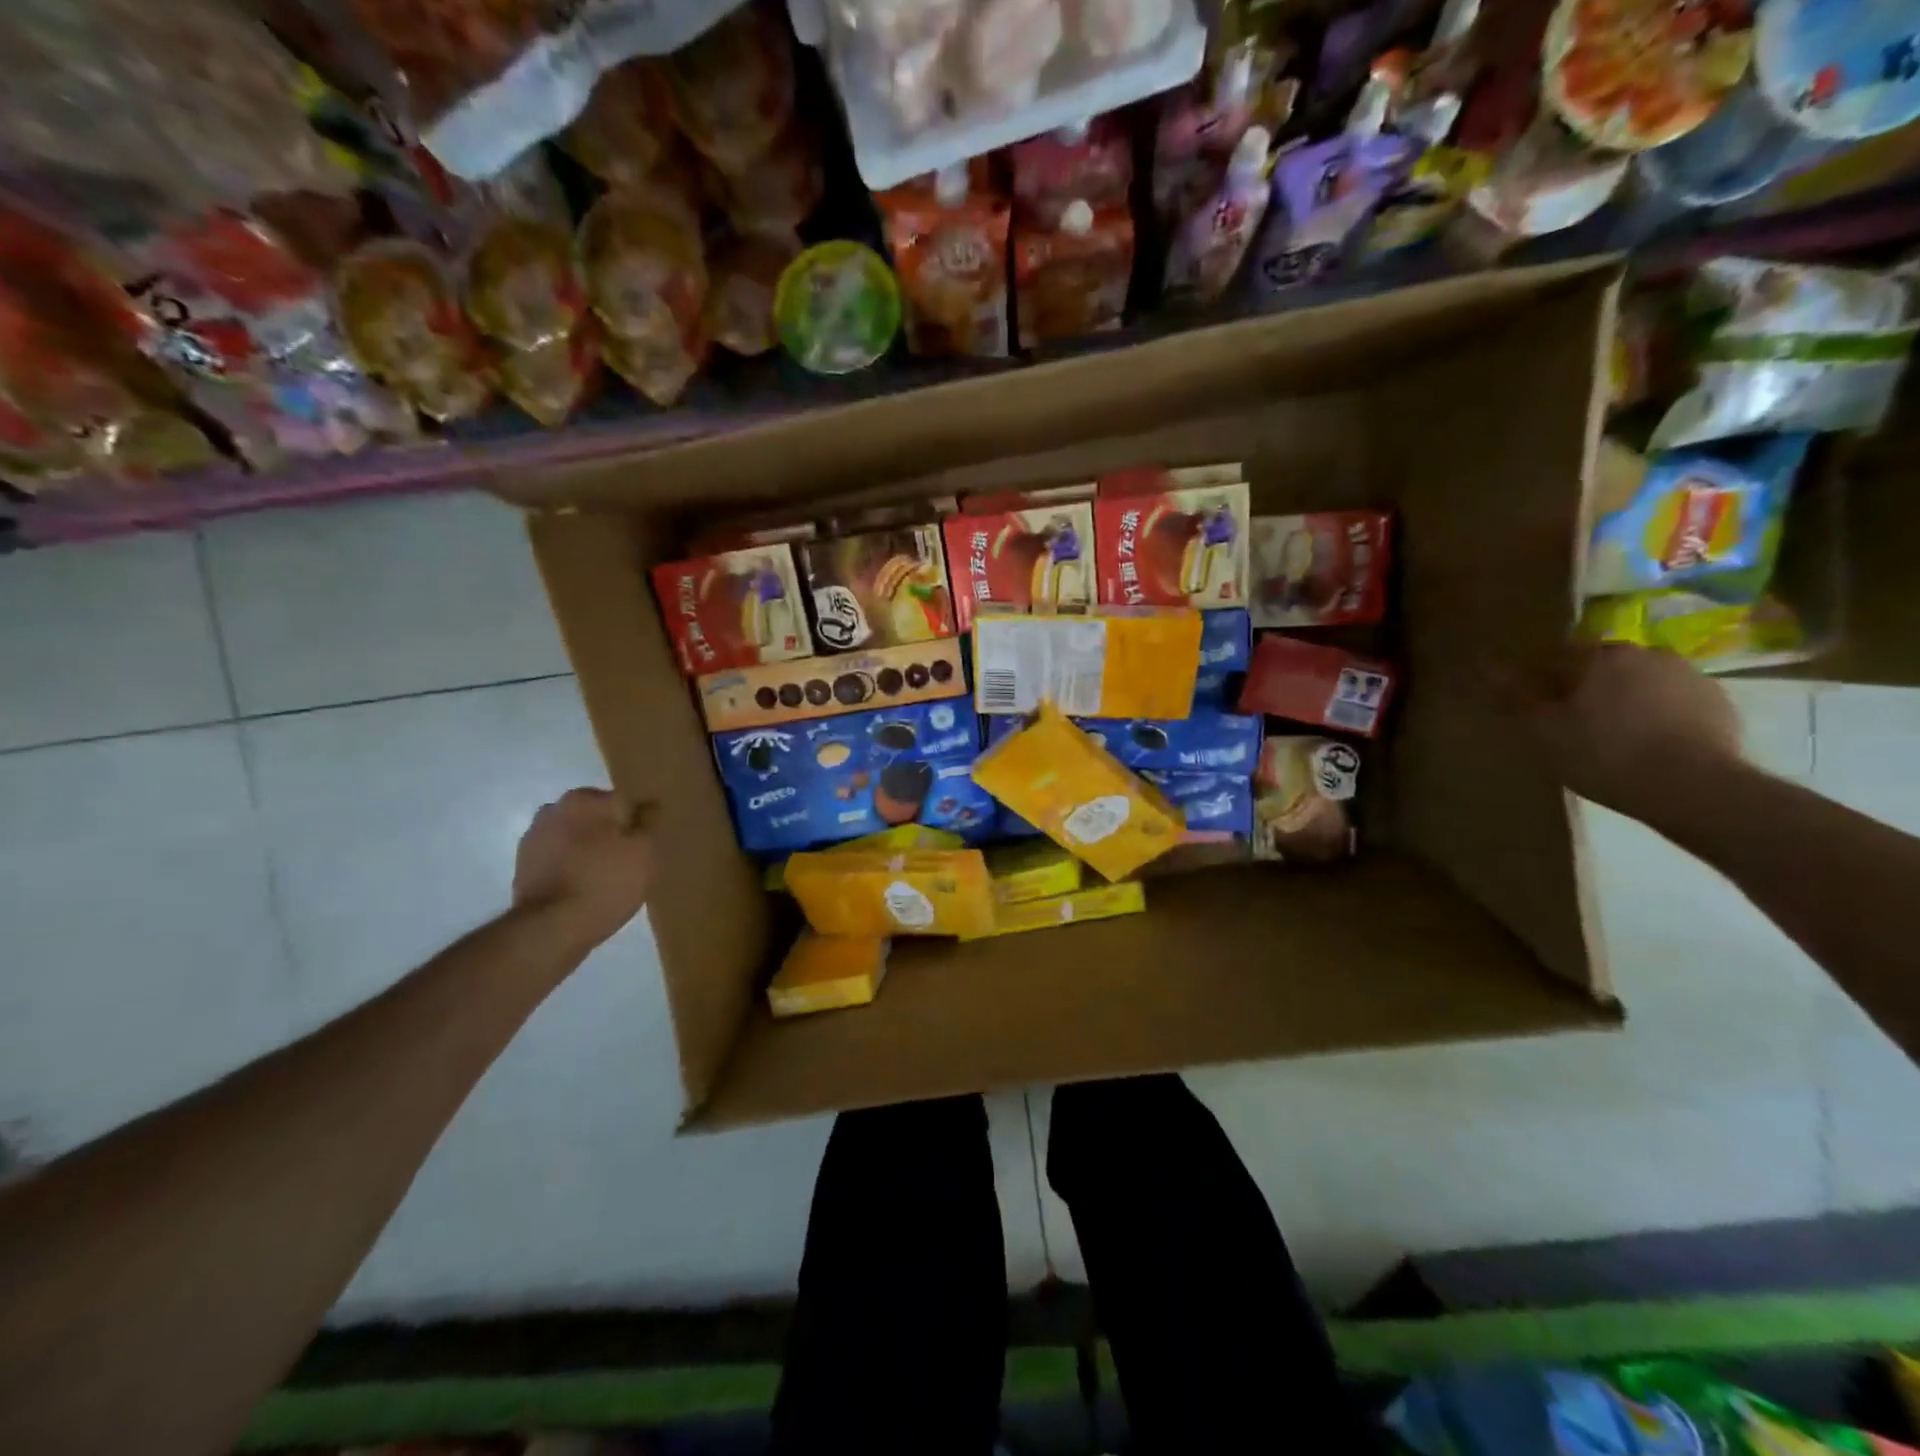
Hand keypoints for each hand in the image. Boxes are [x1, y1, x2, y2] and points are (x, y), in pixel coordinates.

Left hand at [513, 788, 652, 950]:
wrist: (551, 928)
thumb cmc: (606, 882)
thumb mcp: (644, 851)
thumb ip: (649, 821)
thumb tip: (648, 803)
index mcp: (585, 799)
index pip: (622, 801)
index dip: (636, 824)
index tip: (643, 846)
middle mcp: (555, 808)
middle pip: (595, 816)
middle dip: (609, 832)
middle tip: (626, 861)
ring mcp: (534, 836)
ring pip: (574, 835)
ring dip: (587, 848)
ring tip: (603, 877)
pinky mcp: (523, 864)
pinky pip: (557, 856)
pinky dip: (569, 865)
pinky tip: (581, 886)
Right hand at [1514, 642, 1743, 816]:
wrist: (1695, 788)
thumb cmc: (1604, 754)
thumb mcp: (1543, 732)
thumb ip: (1517, 700)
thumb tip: (1490, 673)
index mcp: (1600, 656)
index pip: (1556, 656)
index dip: (1540, 679)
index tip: (1533, 705)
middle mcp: (1646, 654)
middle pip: (1602, 666)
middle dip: (1585, 686)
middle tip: (1572, 722)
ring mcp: (1689, 676)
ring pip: (1640, 682)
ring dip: (1624, 699)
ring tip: (1613, 736)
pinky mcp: (1719, 703)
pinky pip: (1673, 702)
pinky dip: (1657, 716)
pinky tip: (1649, 746)